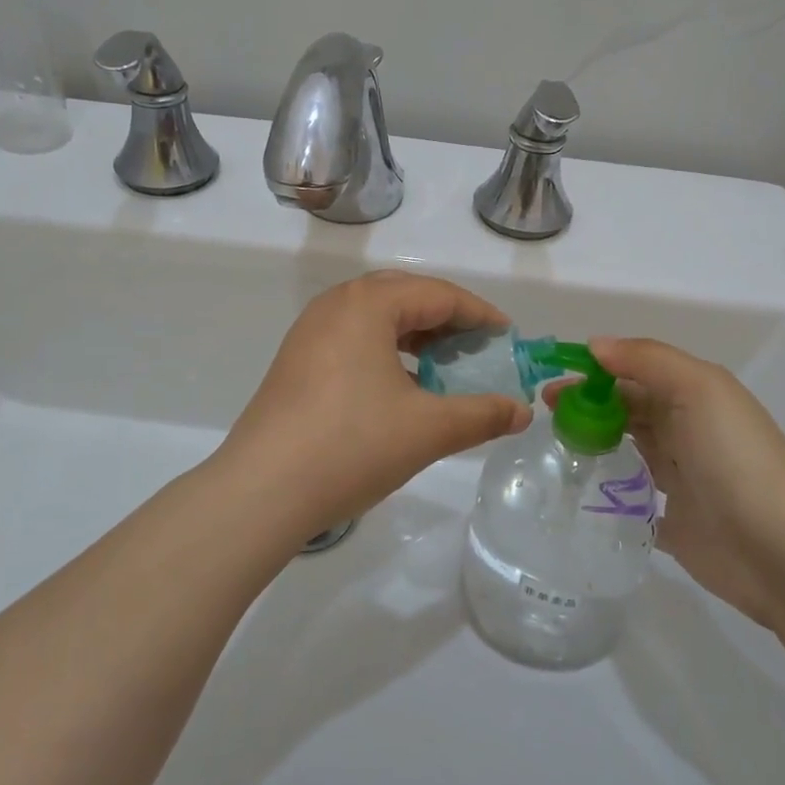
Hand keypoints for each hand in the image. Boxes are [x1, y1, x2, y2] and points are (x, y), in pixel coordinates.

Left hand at [217, 271, 531, 536]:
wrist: (262, 490)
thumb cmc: (352, 446)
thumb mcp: (428, 430)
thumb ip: (482, 415)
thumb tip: (522, 412)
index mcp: (368, 304)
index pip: (438, 294)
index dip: (478, 314)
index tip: (507, 336)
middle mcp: (335, 305)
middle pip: (404, 296)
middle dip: (445, 318)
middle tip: (476, 347)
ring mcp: (309, 332)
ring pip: (374, 317)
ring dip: (414, 333)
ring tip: (442, 365)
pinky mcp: (295, 361)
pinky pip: (351, 338)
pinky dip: (384, 350)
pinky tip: (399, 386)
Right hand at [576, 337, 784, 625]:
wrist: (781, 550)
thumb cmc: (735, 457)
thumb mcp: (698, 388)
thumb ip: (647, 360)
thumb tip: (595, 346)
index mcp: (694, 396)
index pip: (635, 374)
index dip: (594, 372)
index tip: (552, 381)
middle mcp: (687, 432)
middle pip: (628, 410)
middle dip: (587, 406)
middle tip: (544, 415)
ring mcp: (681, 479)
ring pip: (627, 451)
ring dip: (594, 444)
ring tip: (552, 447)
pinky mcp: (673, 523)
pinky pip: (631, 501)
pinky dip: (607, 493)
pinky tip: (575, 491)